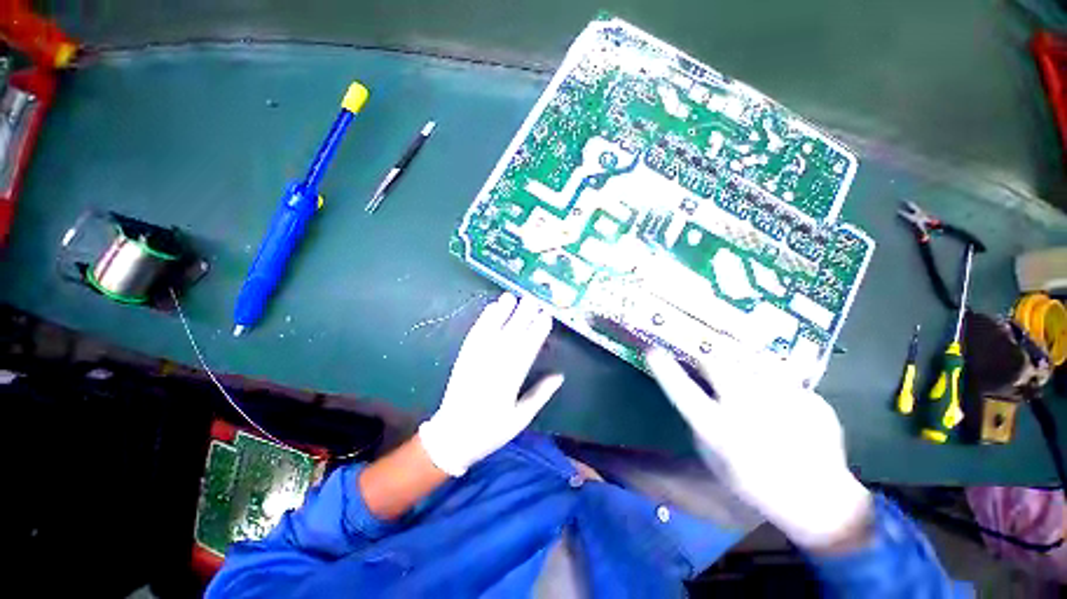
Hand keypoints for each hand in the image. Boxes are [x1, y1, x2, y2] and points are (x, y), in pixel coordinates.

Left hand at [419, 292, 562, 476]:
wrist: (453, 435)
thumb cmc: (491, 430)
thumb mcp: (521, 418)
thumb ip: (540, 394)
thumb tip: (560, 375)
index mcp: (510, 380)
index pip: (528, 349)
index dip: (538, 331)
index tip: (547, 316)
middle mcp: (493, 365)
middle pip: (511, 335)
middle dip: (523, 315)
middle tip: (534, 298)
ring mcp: (476, 359)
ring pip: (493, 331)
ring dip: (502, 312)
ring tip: (512, 296)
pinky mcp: (465, 357)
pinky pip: (475, 334)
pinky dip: (484, 320)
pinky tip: (491, 308)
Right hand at [645, 347, 871, 549]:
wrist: (819, 500)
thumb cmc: (755, 483)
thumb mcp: (713, 458)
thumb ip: (700, 422)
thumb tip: (697, 389)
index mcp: (719, 430)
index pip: (682, 391)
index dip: (664, 368)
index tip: (651, 350)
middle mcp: (747, 410)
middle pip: (717, 363)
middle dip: (707, 358)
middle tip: (711, 365)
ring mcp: (783, 401)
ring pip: (750, 360)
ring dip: (741, 363)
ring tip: (747, 379)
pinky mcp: (809, 398)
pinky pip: (781, 374)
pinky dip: (773, 380)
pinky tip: (780, 401)